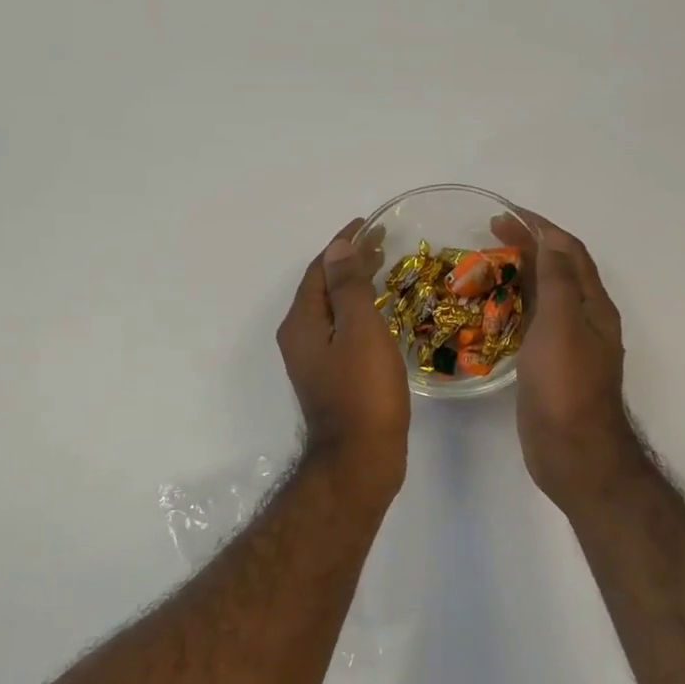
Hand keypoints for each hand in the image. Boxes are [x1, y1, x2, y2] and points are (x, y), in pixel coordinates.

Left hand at [277, 219, 410, 493]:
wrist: (360, 458)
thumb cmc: (363, 391)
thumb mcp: (359, 330)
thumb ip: (348, 286)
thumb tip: (337, 246)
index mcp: (301, 322)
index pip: (319, 269)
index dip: (342, 243)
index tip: (370, 224)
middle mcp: (299, 338)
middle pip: (323, 288)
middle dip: (350, 262)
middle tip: (384, 244)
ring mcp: (313, 360)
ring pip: (333, 311)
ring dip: (355, 287)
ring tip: (385, 270)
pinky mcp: (330, 378)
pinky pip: (341, 331)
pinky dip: (358, 313)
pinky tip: (381, 315)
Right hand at [492, 210, 644, 506]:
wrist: (573, 451)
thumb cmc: (566, 385)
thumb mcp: (562, 324)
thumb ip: (557, 280)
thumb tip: (551, 239)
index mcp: (592, 305)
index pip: (568, 251)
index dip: (540, 227)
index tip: (505, 213)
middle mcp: (584, 320)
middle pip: (557, 270)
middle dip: (528, 246)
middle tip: (488, 234)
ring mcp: (567, 345)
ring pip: (544, 297)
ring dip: (519, 274)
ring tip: (485, 265)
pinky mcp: (549, 366)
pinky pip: (531, 324)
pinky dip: (513, 307)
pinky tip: (490, 311)